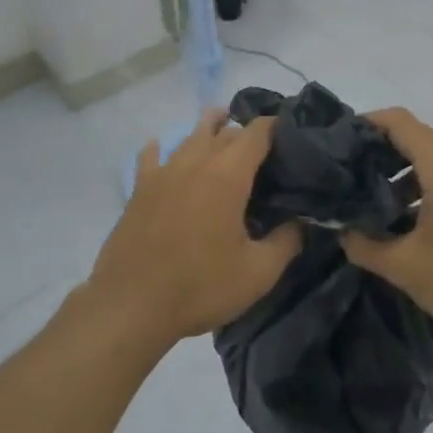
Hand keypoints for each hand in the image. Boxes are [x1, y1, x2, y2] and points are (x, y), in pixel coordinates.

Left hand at [85, 112, 301, 345]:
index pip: (257, 133)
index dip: (276, 127)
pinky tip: (162, 147)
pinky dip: (162, 148)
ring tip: (222, 130)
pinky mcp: (139, 189)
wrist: (131, 305)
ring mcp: (163, 172)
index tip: (292, 135)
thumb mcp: (258, 273)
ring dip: (209, 130)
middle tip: (264, 153)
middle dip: (246, 134)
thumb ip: (286, 242)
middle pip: (225, 131)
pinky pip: (152, 156)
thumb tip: (301, 222)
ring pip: (190, 136)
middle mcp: (195, 162)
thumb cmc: (200, 287)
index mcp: (228, 175)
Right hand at [341, 109, 432, 341]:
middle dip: (376, 151)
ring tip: (367, 202)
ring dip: (397, 173)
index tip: (337, 143)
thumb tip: (342, 232)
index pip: (398, 121)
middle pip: (413, 137)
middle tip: (345, 175)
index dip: (365, 124)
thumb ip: (365, 246)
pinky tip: (401, 221)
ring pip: (429, 159)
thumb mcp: (406, 267)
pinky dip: (418, 187)